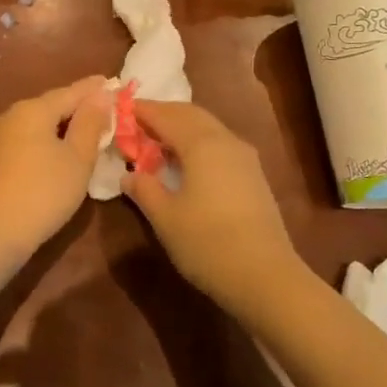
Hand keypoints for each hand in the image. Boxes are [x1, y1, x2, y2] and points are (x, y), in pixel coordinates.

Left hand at [0, 76, 111, 258]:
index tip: (113, 82)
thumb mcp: (78, 158)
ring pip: (37, 122)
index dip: (94, 88)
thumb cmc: (45, 191)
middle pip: (51, 105)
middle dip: (77, 106)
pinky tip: (57, 150)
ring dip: (61, 124)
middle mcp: (11, 115)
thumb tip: (100, 94)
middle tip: (103, 108)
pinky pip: (26, 138)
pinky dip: (45, 139)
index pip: (71, 92)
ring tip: (84, 129)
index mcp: (33, 109)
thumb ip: (90, 123)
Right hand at [122, 101, 304, 309]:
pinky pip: (219, 143)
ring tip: (157, 139)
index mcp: (201, 144)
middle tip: (137, 121)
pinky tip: (186, 161)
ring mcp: (244, 157)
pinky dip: (198, 141)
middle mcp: (225, 140)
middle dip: (163, 113)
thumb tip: (129, 174)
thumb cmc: (207, 243)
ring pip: (208, 127)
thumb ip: (144, 190)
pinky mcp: (253, 175)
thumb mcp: (165, 218)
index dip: (142, 111)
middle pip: (190, 114)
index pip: (166, 116)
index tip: (121, 109)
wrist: (265, 276)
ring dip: (182, 126)